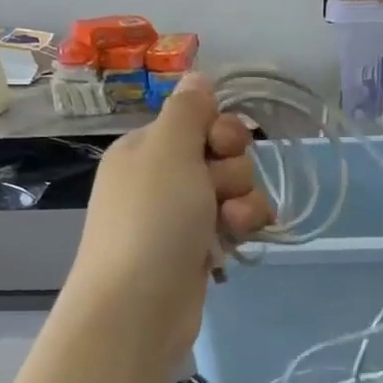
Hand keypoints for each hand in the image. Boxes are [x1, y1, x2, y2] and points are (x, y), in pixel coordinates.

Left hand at [65, 73, 272, 365]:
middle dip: (234, 172)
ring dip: (244, 203)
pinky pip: (233, 224)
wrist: (138, 307)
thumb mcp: (168, 150)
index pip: (200, 120)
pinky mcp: (198, 250)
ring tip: (231, 226)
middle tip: (218, 193)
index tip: (221, 147)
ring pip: (234, 192)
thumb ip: (188, 110)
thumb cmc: (152, 221)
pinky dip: (241, 229)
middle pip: (223, 156)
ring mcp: (181, 217)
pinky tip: (239, 242)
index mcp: (147, 148)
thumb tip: (196, 75)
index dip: (221, 131)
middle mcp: (163, 178)